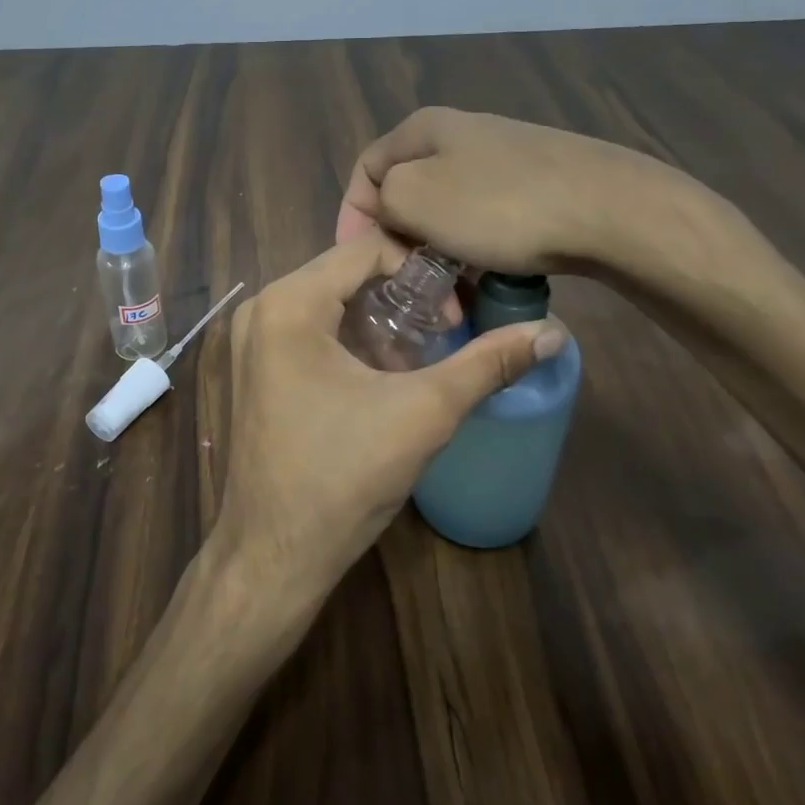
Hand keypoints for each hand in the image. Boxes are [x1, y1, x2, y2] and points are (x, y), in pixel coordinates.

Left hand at [210, 234, 565, 610]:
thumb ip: (488, 364)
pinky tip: (384, 375)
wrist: (274, 555)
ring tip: (423, 354)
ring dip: (379, 321)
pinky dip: (350, 342)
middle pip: (346, 275)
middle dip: (403, 296)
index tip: (458, 312)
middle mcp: (260, 310)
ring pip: (329, 305)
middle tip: (448, 330)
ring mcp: (251, 343)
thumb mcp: (423, 413)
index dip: (422, 271)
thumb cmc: (343, 476)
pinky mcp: (254, 372)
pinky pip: (310, 333)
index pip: (366, 249)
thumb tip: (553, 332)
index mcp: (288, 303)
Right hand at [336, 107, 746, 289]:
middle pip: (407, 194)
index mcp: (425, 129)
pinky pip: (484, 222)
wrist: (608, 211)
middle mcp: (461, 134)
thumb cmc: (499, 206)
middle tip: (406, 287)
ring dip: (437, 256)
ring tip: (448, 296)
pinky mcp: (537, 185)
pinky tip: (486, 280)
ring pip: (446, 213)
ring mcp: (503, 158)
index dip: (352, 217)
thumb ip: (382, 198)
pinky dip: (473, 253)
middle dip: (398, 244)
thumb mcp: (415, 197)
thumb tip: (391, 209)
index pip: (365, 172)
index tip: (357, 263)